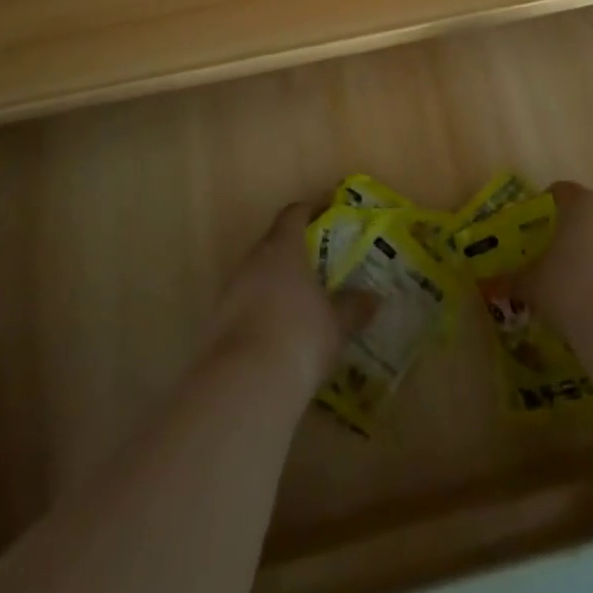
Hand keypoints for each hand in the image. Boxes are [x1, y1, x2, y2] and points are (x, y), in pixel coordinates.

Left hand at [211, 202, 368, 400]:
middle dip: (294, 249)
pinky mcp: (219, 322)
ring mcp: (232, 290)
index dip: (310, 209)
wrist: (246, 382)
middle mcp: (254, 260)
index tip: (326, 211)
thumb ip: (354, 307)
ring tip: (300, 298)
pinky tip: (279, 330)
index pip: (294, 214)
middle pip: (273, 242)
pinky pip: (246, 303)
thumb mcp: (337, 324)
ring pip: (257, 274)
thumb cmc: (300, 336)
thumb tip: (373, 297)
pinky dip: (262, 308)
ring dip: (276, 281)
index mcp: (283, 248)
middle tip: (318, 260)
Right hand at [519, 181, 592, 331]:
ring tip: (585, 293)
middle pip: (592, 216)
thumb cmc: (573, 288)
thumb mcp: (535, 286)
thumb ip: (514, 280)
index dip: (546, 206)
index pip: (561, 192)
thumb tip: (491, 283)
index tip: (534, 228)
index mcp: (582, 204)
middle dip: (575, 236)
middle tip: (556, 263)